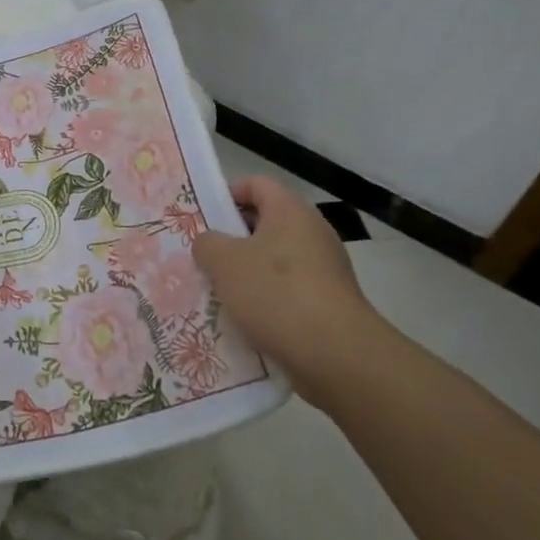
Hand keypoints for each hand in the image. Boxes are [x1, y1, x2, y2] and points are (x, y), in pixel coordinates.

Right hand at [192, 176, 376, 382]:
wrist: (336, 355)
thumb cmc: (276, 294)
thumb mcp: (224, 263)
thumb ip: (208, 244)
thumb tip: (210, 243)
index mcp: (290, 211)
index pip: (256, 184)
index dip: (227, 194)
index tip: (203, 216)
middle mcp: (312, 232)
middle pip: (265, 223)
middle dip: (232, 239)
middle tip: (202, 257)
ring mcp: (325, 269)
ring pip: (275, 261)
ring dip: (247, 274)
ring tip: (217, 292)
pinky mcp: (329, 302)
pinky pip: (289, 291)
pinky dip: (267, 300)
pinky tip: (245, 320)